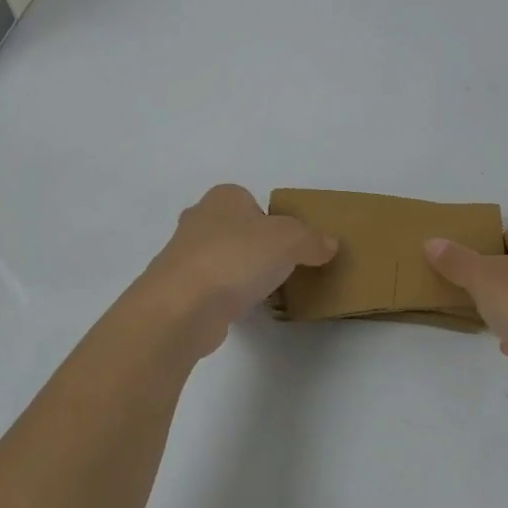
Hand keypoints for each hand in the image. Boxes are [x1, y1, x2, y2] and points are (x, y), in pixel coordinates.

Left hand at [138, 185, 337, 354]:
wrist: (182, 306)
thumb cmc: (236, 258)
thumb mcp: (289, 240)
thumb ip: (311, 240)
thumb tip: (328, 244)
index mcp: (223, 197)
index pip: (252, 201)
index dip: (273, 220)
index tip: (291, 245)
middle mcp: (198, 220)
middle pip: (236, 230)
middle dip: (256, 247)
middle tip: (281, 267)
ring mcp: (183, 256)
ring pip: (223, 259)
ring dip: (240, 273)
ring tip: (266, 292)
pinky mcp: (179, 290)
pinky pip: (212, 288)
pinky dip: (227, 297)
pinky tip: (242, 310)